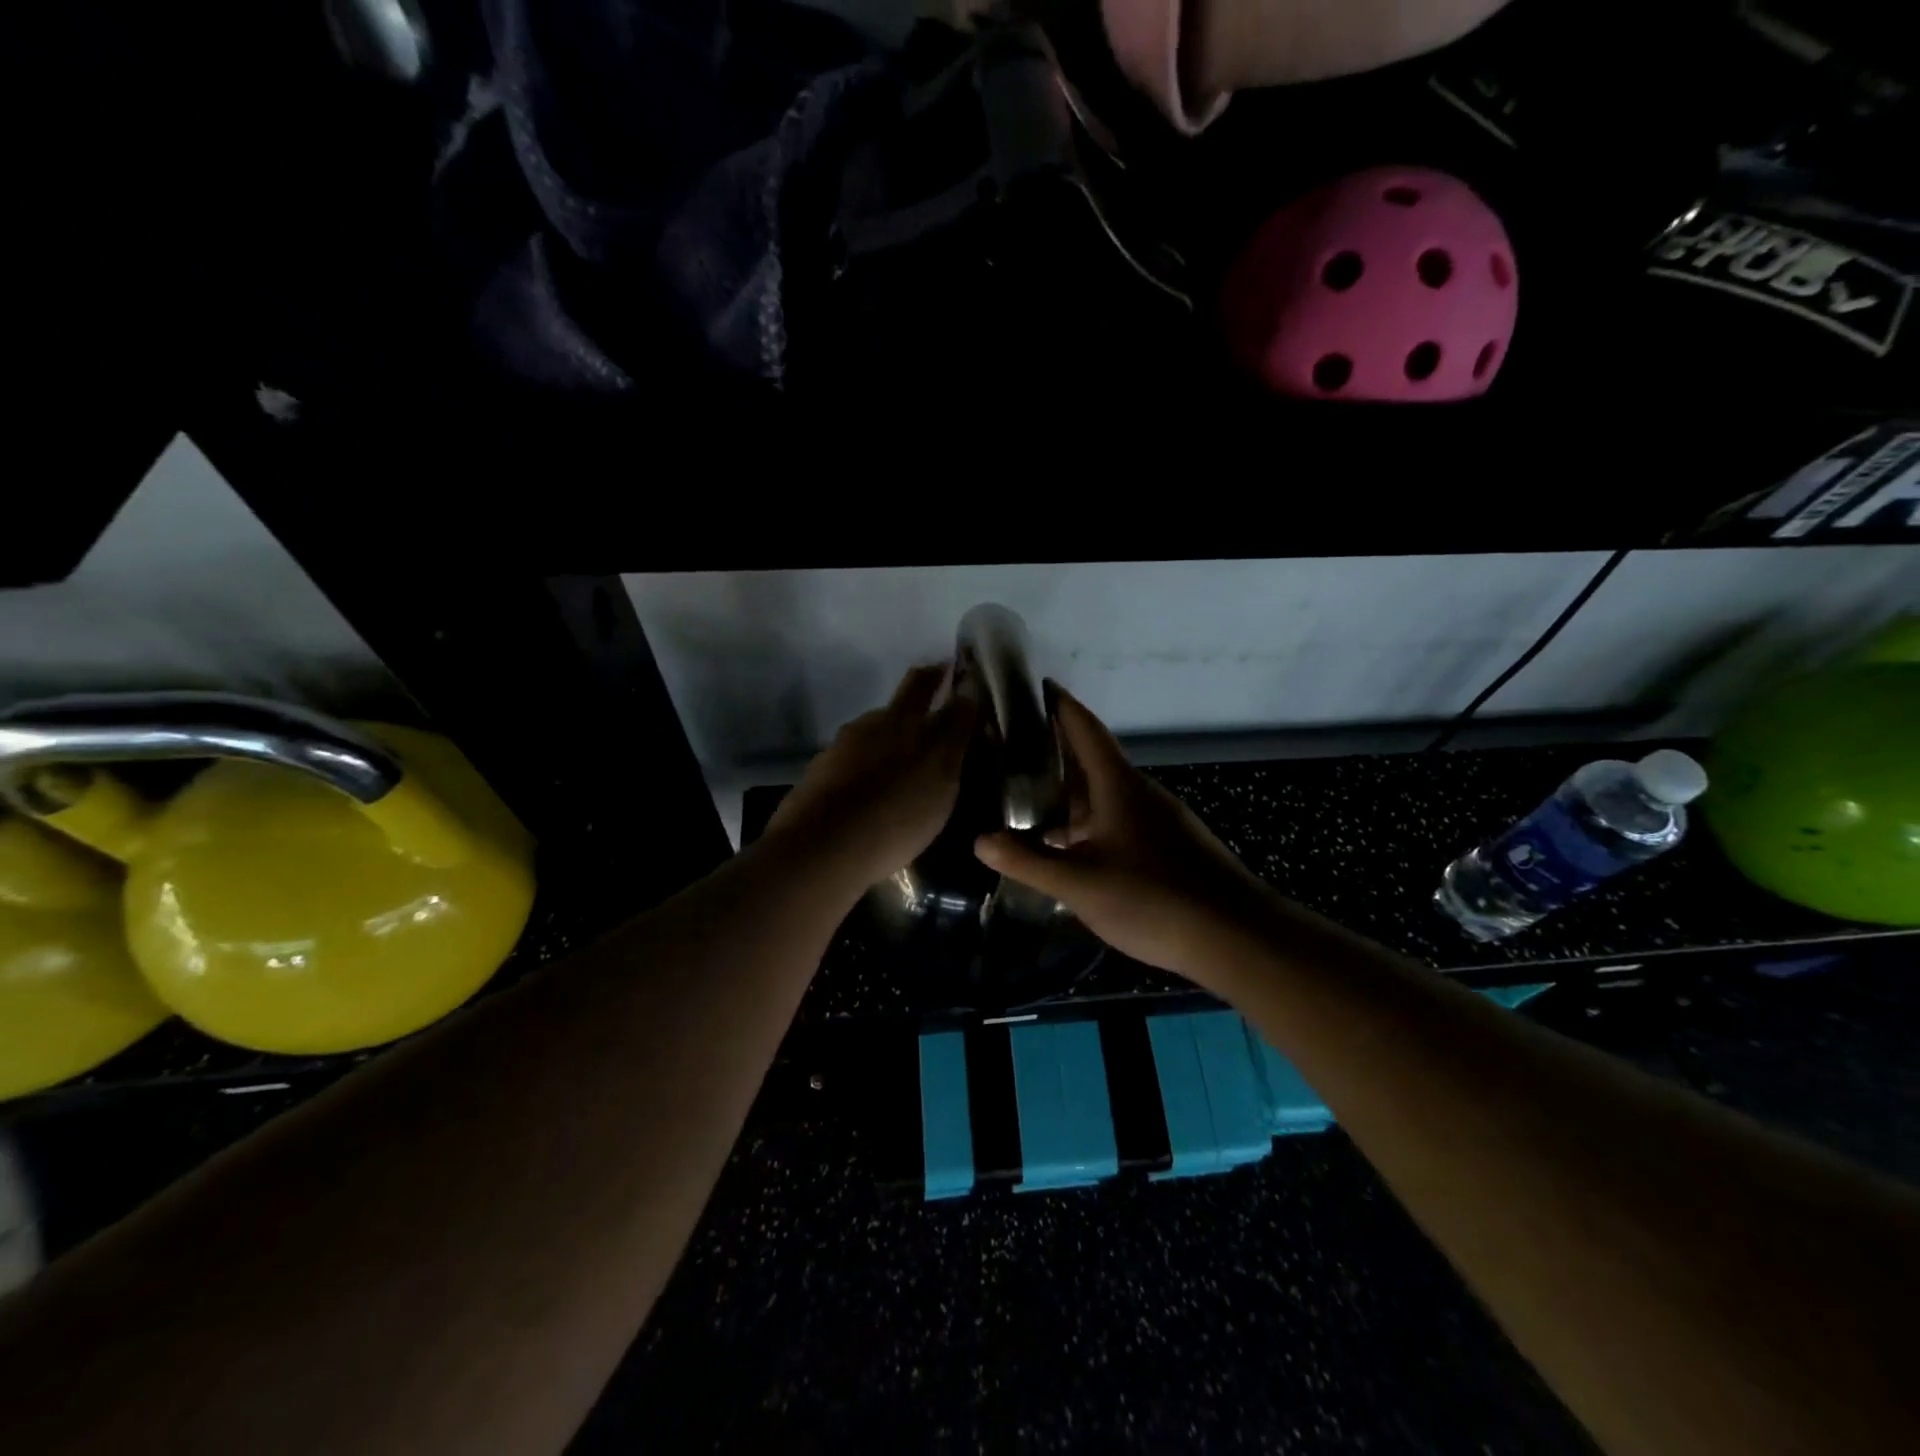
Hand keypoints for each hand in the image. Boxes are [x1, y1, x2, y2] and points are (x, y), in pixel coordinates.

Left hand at [764, 665, 975, 891]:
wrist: (822, 848)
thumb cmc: (896, 813)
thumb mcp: (942, 776)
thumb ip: (955, 733)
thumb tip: (966, 698)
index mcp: (903, 719)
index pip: (927, 684)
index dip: (943, 675)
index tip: (954, 670)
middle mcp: (870, 724)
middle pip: (899, 702)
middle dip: (920, 692)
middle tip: (935, 700)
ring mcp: (840, 749)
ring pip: (874, 734)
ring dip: (891, 739)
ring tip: (905, 763)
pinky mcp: (819, 777)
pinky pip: (853, 764)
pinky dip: (868, 770)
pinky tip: (873, 794)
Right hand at [974, 689, 1275, 984]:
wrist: (1235, 936)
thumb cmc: (1153, 898)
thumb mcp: (1079, 884)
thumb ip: (1028, 862)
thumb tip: (980, 840)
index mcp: (1119, 786)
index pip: (1086, 731)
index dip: (1062, 706)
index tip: (1040, 685)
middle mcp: (1141, 793)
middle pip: (1094, 762)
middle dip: (1057, 754)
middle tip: (1015, 751)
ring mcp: (1161, 820)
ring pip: (1107, 795)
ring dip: (1073, 795)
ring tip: (1033, 803)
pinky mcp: (1171, 845)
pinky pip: (1121, 819)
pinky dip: (1092, 822)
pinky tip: (1074, 849)